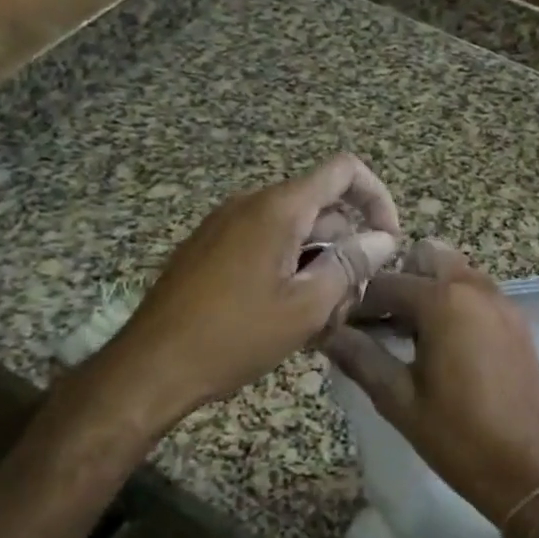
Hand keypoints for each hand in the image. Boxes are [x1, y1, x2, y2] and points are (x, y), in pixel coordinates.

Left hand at [81, 155, 401, 436]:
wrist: (150, 366)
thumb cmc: (235, 336)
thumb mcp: (306, 306)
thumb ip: (351, 265)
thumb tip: (383, 239)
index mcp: (279, 208)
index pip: (345, 171)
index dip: (378, 199)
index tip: (388, 243)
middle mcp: (252, 203)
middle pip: (322, 210)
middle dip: (348, 251)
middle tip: (352, 305)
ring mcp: (227, 225)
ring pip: (296, 233)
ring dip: (320, 268)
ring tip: (321, 322)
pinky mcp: (212, 248)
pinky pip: (266, 246)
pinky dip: (291, 271)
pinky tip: (290, 318)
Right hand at [321, 239, 538, 525]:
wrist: (524, 466)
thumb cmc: (455, 435)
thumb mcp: (397, 398)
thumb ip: (360, 357)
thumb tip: (326, 333)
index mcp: (443, 301)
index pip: (385, 283)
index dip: (357, 302)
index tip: (339, 324)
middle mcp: (475, 288)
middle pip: (426, 257)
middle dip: (398, 280)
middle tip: (379, 321)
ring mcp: (501, 302)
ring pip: (455, 271)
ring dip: (428, 288)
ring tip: (407, 334)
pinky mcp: (516, 320)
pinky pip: (477, 292)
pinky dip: (455, 301)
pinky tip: (441, 343)